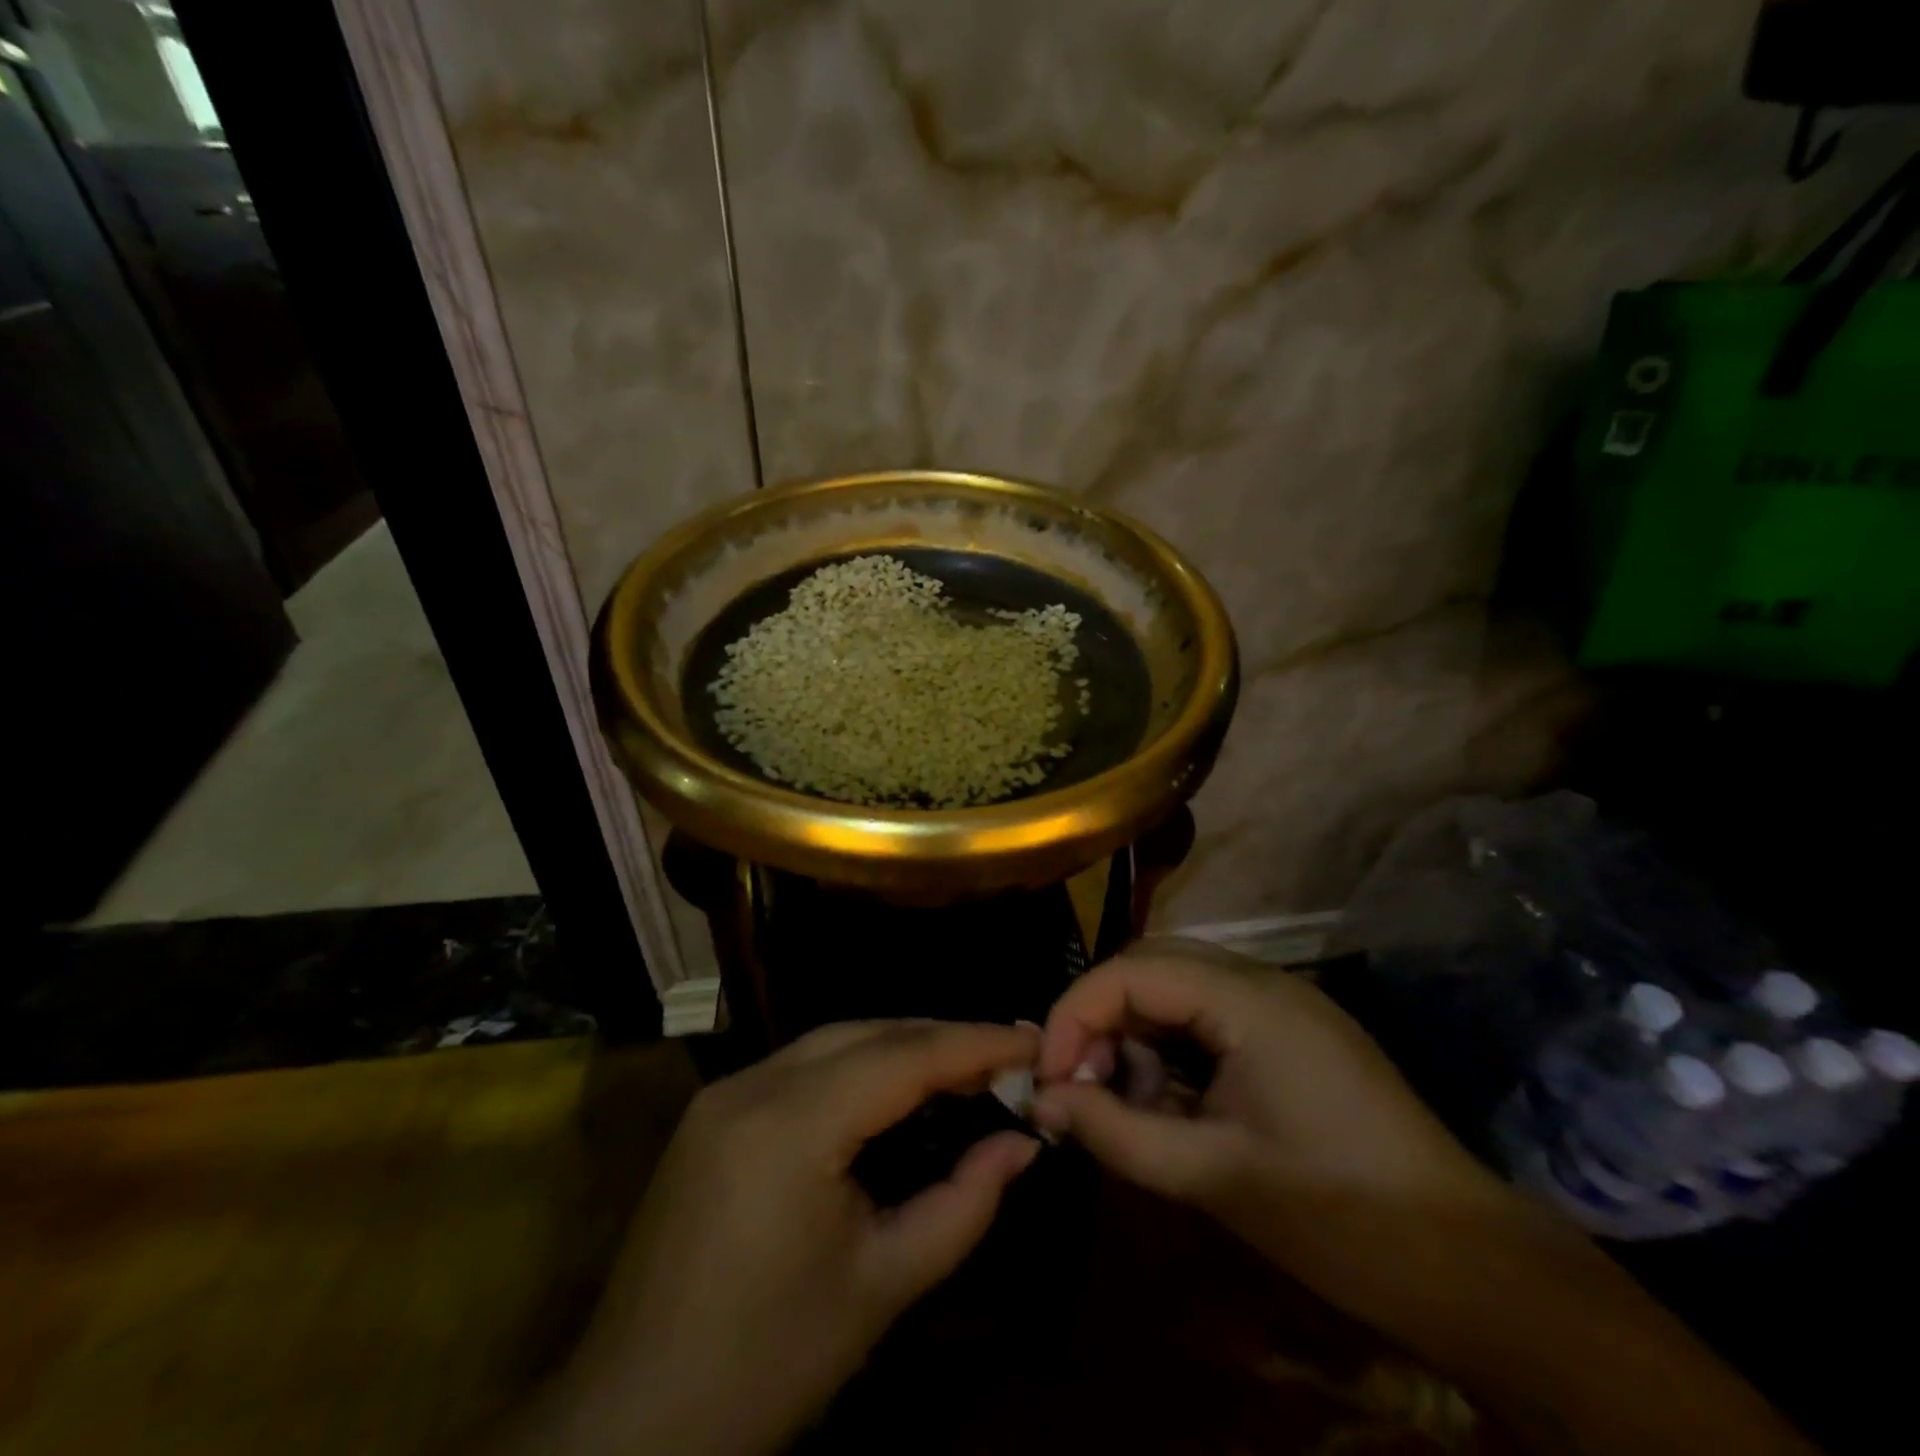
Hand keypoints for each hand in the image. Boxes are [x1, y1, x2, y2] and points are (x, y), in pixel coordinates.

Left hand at [539, 1020, 1040, 1455]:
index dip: (976, 1042)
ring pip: (833, 1040)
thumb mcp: (882, 1286)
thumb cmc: (767, 1364)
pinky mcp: (712, 1111)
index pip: (904, 1056)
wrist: (632, 1422)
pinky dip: (858, 1065)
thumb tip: (1023, 1144)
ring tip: (964, 1064)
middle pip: (868, 1033)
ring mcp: (724, 1092)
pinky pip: (802, 1065)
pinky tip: (893, 1088)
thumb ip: (963, 1204)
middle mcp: (752, 1084)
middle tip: (1008, 1053)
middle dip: (942, 1037)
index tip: (1035, 1039)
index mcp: (790, 1124)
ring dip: (901, 1046)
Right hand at [1034, 942, 1514, 1305]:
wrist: (1471, 1269)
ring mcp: (1281, 1004)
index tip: (1046, 1077)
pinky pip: (1206, 1017)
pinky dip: (1169, 1049)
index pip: (1130, 971)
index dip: (1074, 1015)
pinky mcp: (1290, 1034)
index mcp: (1248, 999)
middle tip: (1075, 1083)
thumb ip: (1116, 1132)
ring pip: (1175, 987)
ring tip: (1119, 1099)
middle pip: (1150, 966)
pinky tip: (1166, 1102)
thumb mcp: (1214, 1176)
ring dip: (1134, 1033)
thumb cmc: (1341, 1219)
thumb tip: (1042, 1102)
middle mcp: (1262, 980)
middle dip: (1100, 1017)